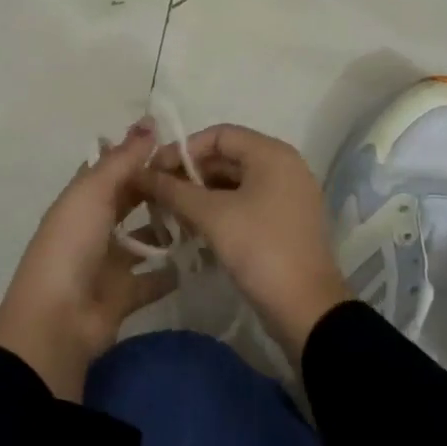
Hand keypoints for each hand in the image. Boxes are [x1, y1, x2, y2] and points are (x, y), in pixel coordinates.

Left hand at [0, 123, 177, 400]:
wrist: (57, 321)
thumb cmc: (72, 245)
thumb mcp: (94, 192)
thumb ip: (123, 159)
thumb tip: (148, 120)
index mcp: (81, 198)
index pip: (110, 168)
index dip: (137, 153)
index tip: (177, 142)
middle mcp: (93, 226)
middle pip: (129, 200)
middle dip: (158, 188)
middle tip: (200, 177)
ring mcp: (107, 262)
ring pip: (143, 238)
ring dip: (168, 228)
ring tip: (206, 214)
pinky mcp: (123, 294)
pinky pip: (152, 279)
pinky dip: (171, 271)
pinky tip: (200, 257)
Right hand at [137, 125, 350, 364]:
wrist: (307, 310)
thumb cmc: (260, 249)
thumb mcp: (211, 216)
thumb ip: (173, 190)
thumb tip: (139, 173)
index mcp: (271, 154)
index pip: (218, 135)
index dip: (182, 150)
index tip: (154, 173)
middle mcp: (283, 166)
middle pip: (226, 157)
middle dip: (189, 175)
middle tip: (157, 196)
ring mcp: (286, 195)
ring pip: (234, 183)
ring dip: (200, 195)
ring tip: (170, 214)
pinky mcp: (284, 222)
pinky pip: (245, 203)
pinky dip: (219, 211)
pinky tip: (194, 230)